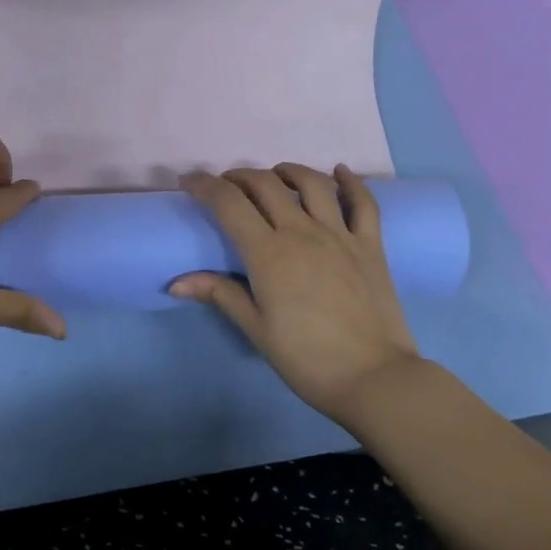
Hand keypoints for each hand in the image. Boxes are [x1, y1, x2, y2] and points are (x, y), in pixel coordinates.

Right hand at [172, 164, 421, 424]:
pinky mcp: (371, 246)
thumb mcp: (256, 329)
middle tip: (226, 185)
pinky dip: (352, 182)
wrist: (374, 378)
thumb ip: (219, 295)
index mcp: (268, 254)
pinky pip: (363, 203)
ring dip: (288, 171)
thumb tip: (176, 283)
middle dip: (239, 177)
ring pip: (312, 184)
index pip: (229, 204)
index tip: (189, 182)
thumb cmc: (306, 358)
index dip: (204, 186)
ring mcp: (340, 235)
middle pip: (266, 185)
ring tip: (276, 175)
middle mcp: (302, 232)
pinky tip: (341, 171)